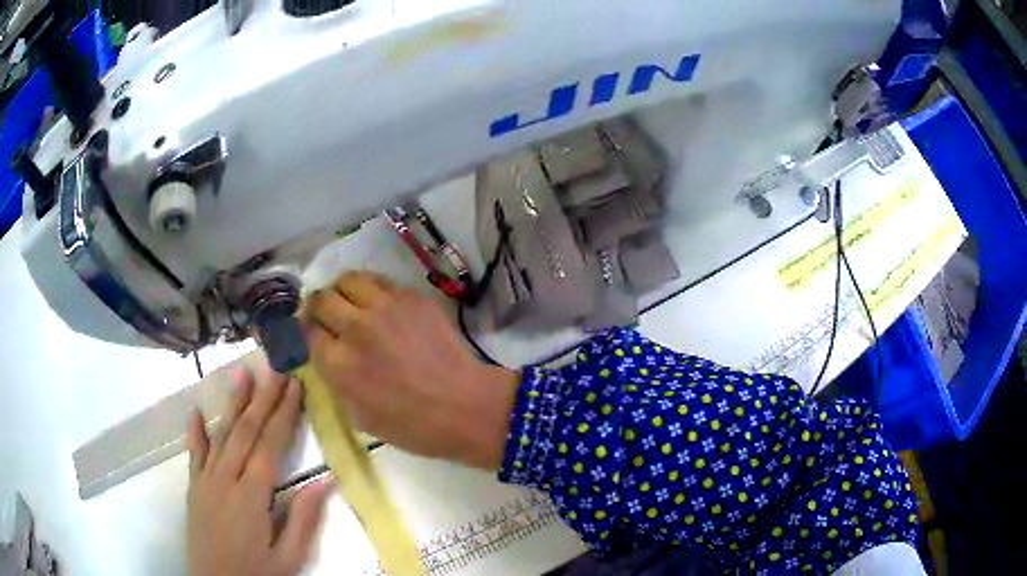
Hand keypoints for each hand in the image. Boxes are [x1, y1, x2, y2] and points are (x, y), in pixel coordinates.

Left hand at [186, 364, 328, 575]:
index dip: (283, 413)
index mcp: (252, 496)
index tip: (295, 385)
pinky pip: (194, 453)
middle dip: (263, 399)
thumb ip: (304, 519)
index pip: (270, 445)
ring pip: (221, 435)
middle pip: (246, 431)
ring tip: (242, 374)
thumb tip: (327, 481)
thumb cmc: (257, 574)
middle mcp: (226, 479)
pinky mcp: (194, 488)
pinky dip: (195, 431)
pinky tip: (196, 411)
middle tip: (276, 369)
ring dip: (233, 404)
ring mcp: (206, 481)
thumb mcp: (289, 557)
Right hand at [305, 272, 517, 469]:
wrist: (464, 406)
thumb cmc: (413, 425)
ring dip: (342, 290)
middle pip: (322, 299)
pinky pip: (381, 282)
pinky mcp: (412, 297)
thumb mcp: (361, 416)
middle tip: (326, 314)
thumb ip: (337, 382)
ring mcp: (386, 307)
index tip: (313, 333)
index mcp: (339, 363)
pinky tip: (381, 306)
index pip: (308, 331)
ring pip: (349, 280)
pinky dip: (373, 291)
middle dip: (318, 306)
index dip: (307, 331)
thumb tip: (328, 358)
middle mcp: (356, 328)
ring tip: (350, 302)